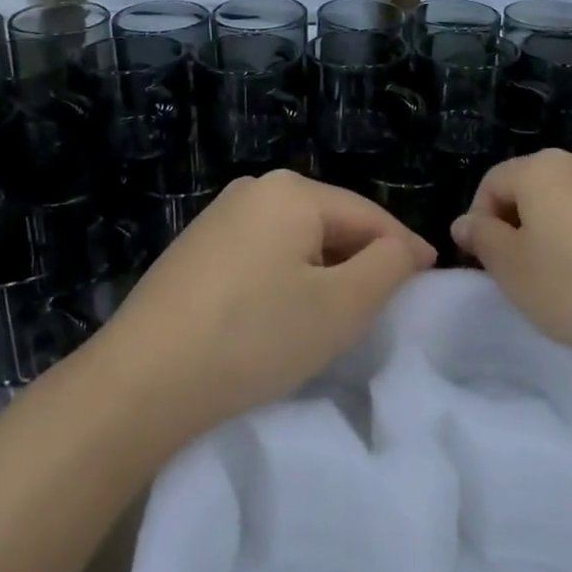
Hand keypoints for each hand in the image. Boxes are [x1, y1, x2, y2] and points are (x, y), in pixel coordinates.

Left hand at [99, 170, 435, 436]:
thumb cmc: (253, 337)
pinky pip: (263, 252)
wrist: (139, 381)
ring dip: (325, 269)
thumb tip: (405, 250)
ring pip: (296, 238)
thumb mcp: (339, 306)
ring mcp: (219, 216)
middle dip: (363, 258)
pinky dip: (287, 276)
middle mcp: (255, 189)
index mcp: (292, 191)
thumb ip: (387, 267)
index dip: (404, 247)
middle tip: (387, 301)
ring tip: (340, 309)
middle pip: (331, 221)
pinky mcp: (196, 248)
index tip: (431, 276)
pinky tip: (284, 311)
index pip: (369, 214)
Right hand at [452, 150, 571, 370]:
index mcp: (542, 169)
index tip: (487, 263)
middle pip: (536, 187)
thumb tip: (466, 223)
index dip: (480, 220)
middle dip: (522, 224)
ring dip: (561, 231)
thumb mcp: (512, 270)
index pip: (493, 182)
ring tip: (570, 279)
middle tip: (524, 272)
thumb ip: (482, 240)